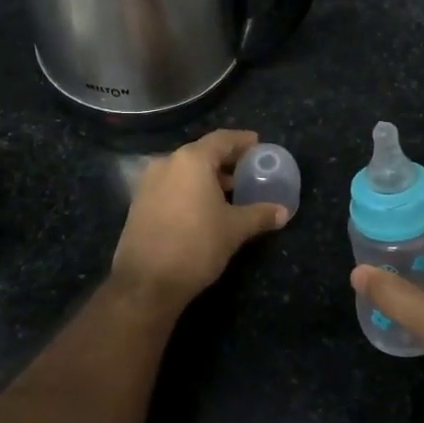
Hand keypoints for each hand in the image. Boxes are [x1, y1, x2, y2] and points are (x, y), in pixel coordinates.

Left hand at [111, 130, 288, 308]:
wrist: (146, 282)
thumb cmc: (196, 246)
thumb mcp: (235, 229)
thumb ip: (260, 215)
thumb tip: (283, 212)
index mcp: (191, 160)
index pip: (222, 139)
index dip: (242, 141)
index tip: (257, 144)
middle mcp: (166, 163)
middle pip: (201, 153)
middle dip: (225, 161)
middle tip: (247, 170)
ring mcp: (148, 183)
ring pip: (184, 171)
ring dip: (207, 177)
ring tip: (229, 192)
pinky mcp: (139, 203)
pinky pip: (171, 186)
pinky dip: (189, 189)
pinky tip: (204, 208)